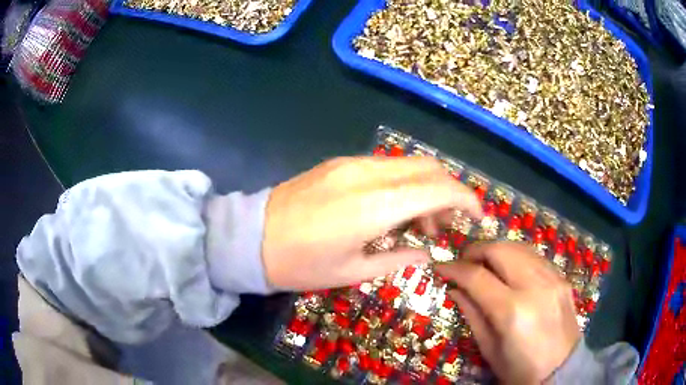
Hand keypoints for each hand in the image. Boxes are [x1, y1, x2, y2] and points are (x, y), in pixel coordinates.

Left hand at [262, 156, 482, 290]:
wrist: (250, 238)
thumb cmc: (299, 264)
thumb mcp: (352, 272)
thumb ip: (398, 258)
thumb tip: (426, 251)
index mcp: (374, 206)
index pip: (438, 189)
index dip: (466, 199)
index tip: (477, 216)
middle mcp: (368, 174)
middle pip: (428, 167)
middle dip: (449, 192)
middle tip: (446, 226)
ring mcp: (351, 164)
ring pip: (408, 164)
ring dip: (426, 188)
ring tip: (419, 224)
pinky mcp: (339, 163)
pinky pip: (386, 166)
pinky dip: (403, 184)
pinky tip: (393, 209)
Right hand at [437, 242, 580, 384]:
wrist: (561, 369)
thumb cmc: (519, 368)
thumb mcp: (490, 349)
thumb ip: (472, 314)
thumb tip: (456, 289)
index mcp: (512, 312)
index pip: (477, 277)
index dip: (455, 268)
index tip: (441, 267)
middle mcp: (534, 287)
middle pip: (500, 250)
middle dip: (476, 250)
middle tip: (463, 261)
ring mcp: (552, 279)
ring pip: (519, 247)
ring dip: (497, 250)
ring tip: (485, 263)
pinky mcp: (562, 278)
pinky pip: (535, 256)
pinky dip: (517, 256)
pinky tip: (510, 269)